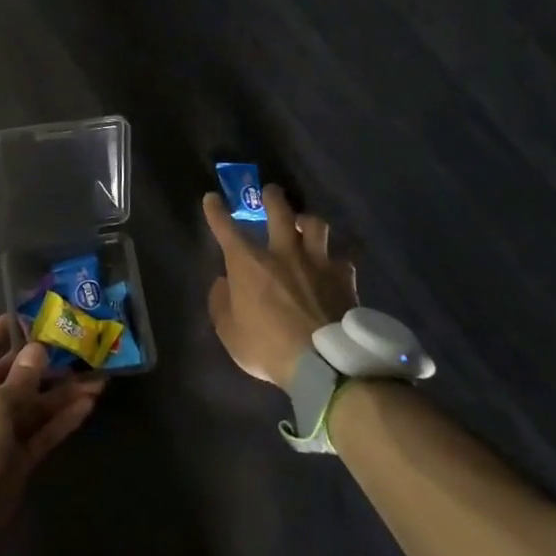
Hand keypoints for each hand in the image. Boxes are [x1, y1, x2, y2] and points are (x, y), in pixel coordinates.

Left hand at [0, 317, 104, 555]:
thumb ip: (20, 379)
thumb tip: (38, 349)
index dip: (5, 329)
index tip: (32, 312)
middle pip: (19, 374)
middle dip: (47, 361)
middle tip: (81, 343)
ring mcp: (4, 431)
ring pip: (38, 403)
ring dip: (65, 391)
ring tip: (99, 374)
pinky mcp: (21, 458)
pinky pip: (46, 431)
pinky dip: (65, 418)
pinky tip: (90, 403)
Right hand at [204, 184, 357, 388]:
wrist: (324, 363)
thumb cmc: (267, 347)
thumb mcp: (229, 332)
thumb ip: (221, 303)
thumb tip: (223, 284)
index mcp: (248, 263)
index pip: (226, 228)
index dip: (216, 211)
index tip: (211, 197)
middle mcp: (282, 253)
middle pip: (278, 211)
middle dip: (272, 197)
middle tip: (270, 191)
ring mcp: (317, 262)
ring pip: (316, 225)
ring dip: (308, 221)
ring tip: (305, 223)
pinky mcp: (344, 279)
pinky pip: (341, 259)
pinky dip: (334, 259)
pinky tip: (333, 265)